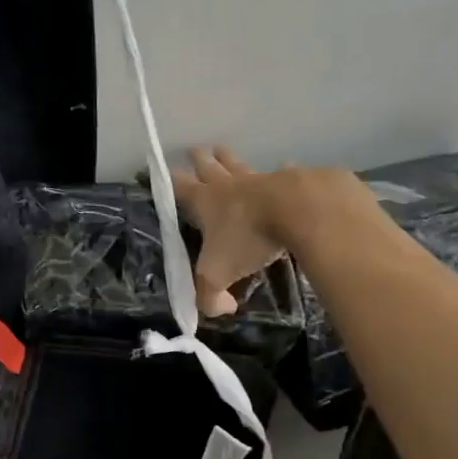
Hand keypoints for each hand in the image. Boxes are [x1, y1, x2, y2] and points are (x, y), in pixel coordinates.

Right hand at [173, 147, 378, 316]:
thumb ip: (209, 297)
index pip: (179, 188)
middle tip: (195, 150)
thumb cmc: (249, 238)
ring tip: (223, 150)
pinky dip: (281, 172)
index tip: (158, 169)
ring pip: (241, 166)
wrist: (299, 210)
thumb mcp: (218, 275)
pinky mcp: (293, 180)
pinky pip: (282, 173)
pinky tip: (285, 168)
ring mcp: (262, 180)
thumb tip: (218, 308)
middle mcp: (230, 186)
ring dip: (230, 160)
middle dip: (199, 160)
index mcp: (206, 203)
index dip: (168, 181)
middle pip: (210, 168)